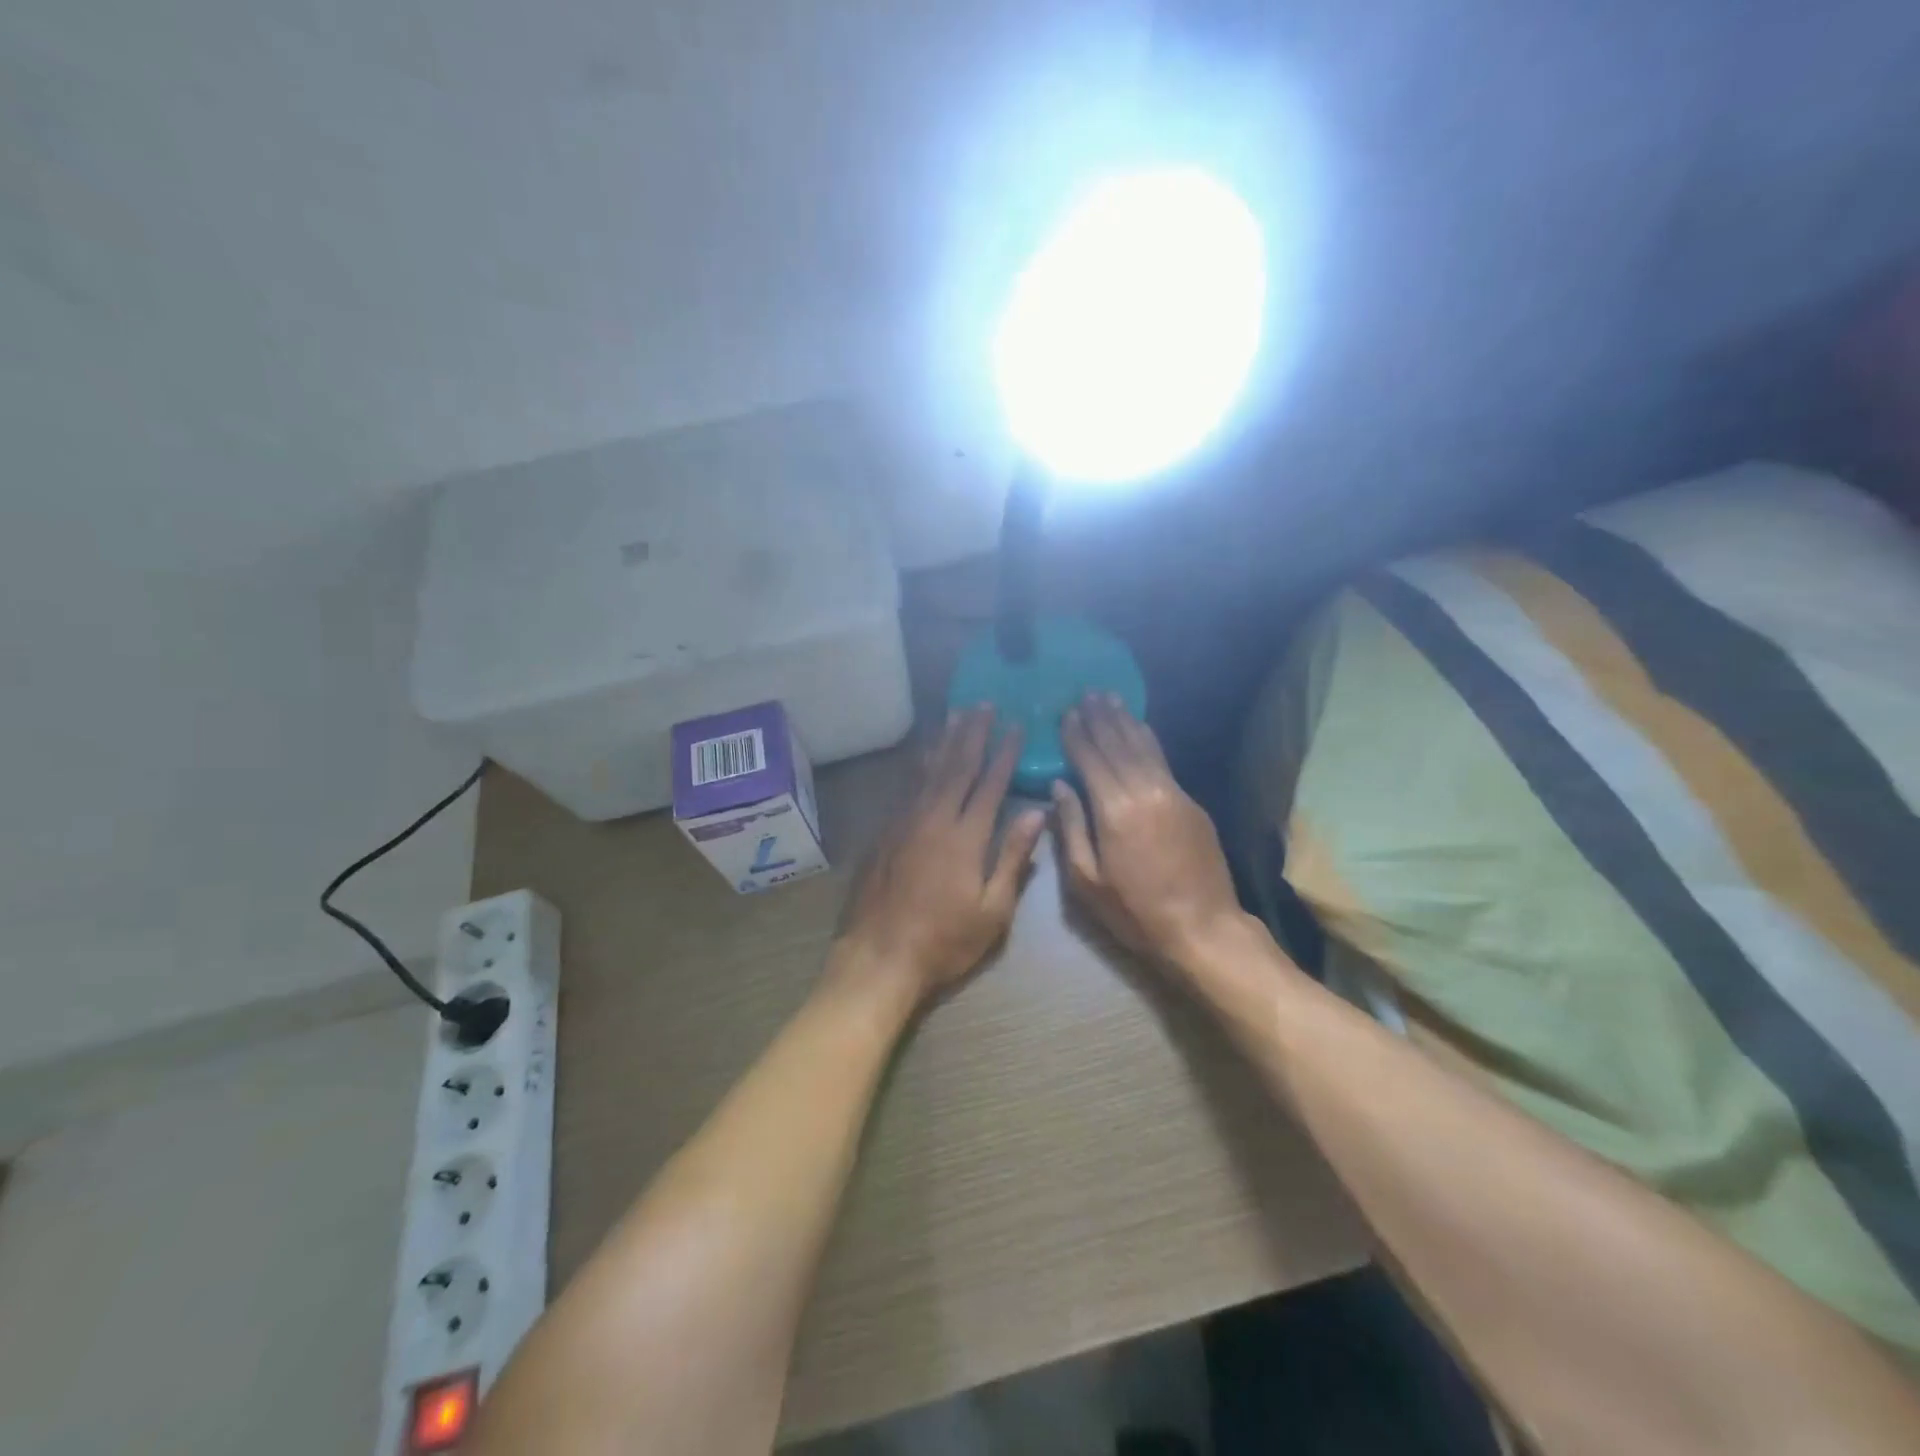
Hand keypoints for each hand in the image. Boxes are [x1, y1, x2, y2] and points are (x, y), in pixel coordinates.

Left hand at [834, 707, 1046, 1006]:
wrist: (879, 956)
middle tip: (983, 704)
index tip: (1015, 725)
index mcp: (965, 836)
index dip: (1004, 753)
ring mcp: (905, 822)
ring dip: (945, 741)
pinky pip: (906, 786)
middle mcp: (934, 818)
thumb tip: (1036, 812)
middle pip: (956, 766)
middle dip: (972, 733)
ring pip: (928, 770)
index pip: (990, 783)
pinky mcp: (885, 832)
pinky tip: (924, 754)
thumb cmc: (944, 941)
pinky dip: (919, 764)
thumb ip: (1013, 858)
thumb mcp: (993, 910)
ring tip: (956, 714)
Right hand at [1054, 693, 1246, 970]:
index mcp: (1114, 811)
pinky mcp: (1192, 803)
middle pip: (1118, 744)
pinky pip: (1163, 761)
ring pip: (1144, 746)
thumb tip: (1059, 786)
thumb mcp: (1087, 881)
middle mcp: (1145, 791)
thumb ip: (1071, 828)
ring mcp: (1173, 794)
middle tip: (1087, 693)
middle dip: (1100, 718)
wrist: (1203, 928)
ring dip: (1125, 720)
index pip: (1090, 760)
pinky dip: (1147, 740)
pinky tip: (1139, 730)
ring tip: (1111, 698)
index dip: (1077, 735)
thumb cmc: (1135, 912)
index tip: (1066, 713)